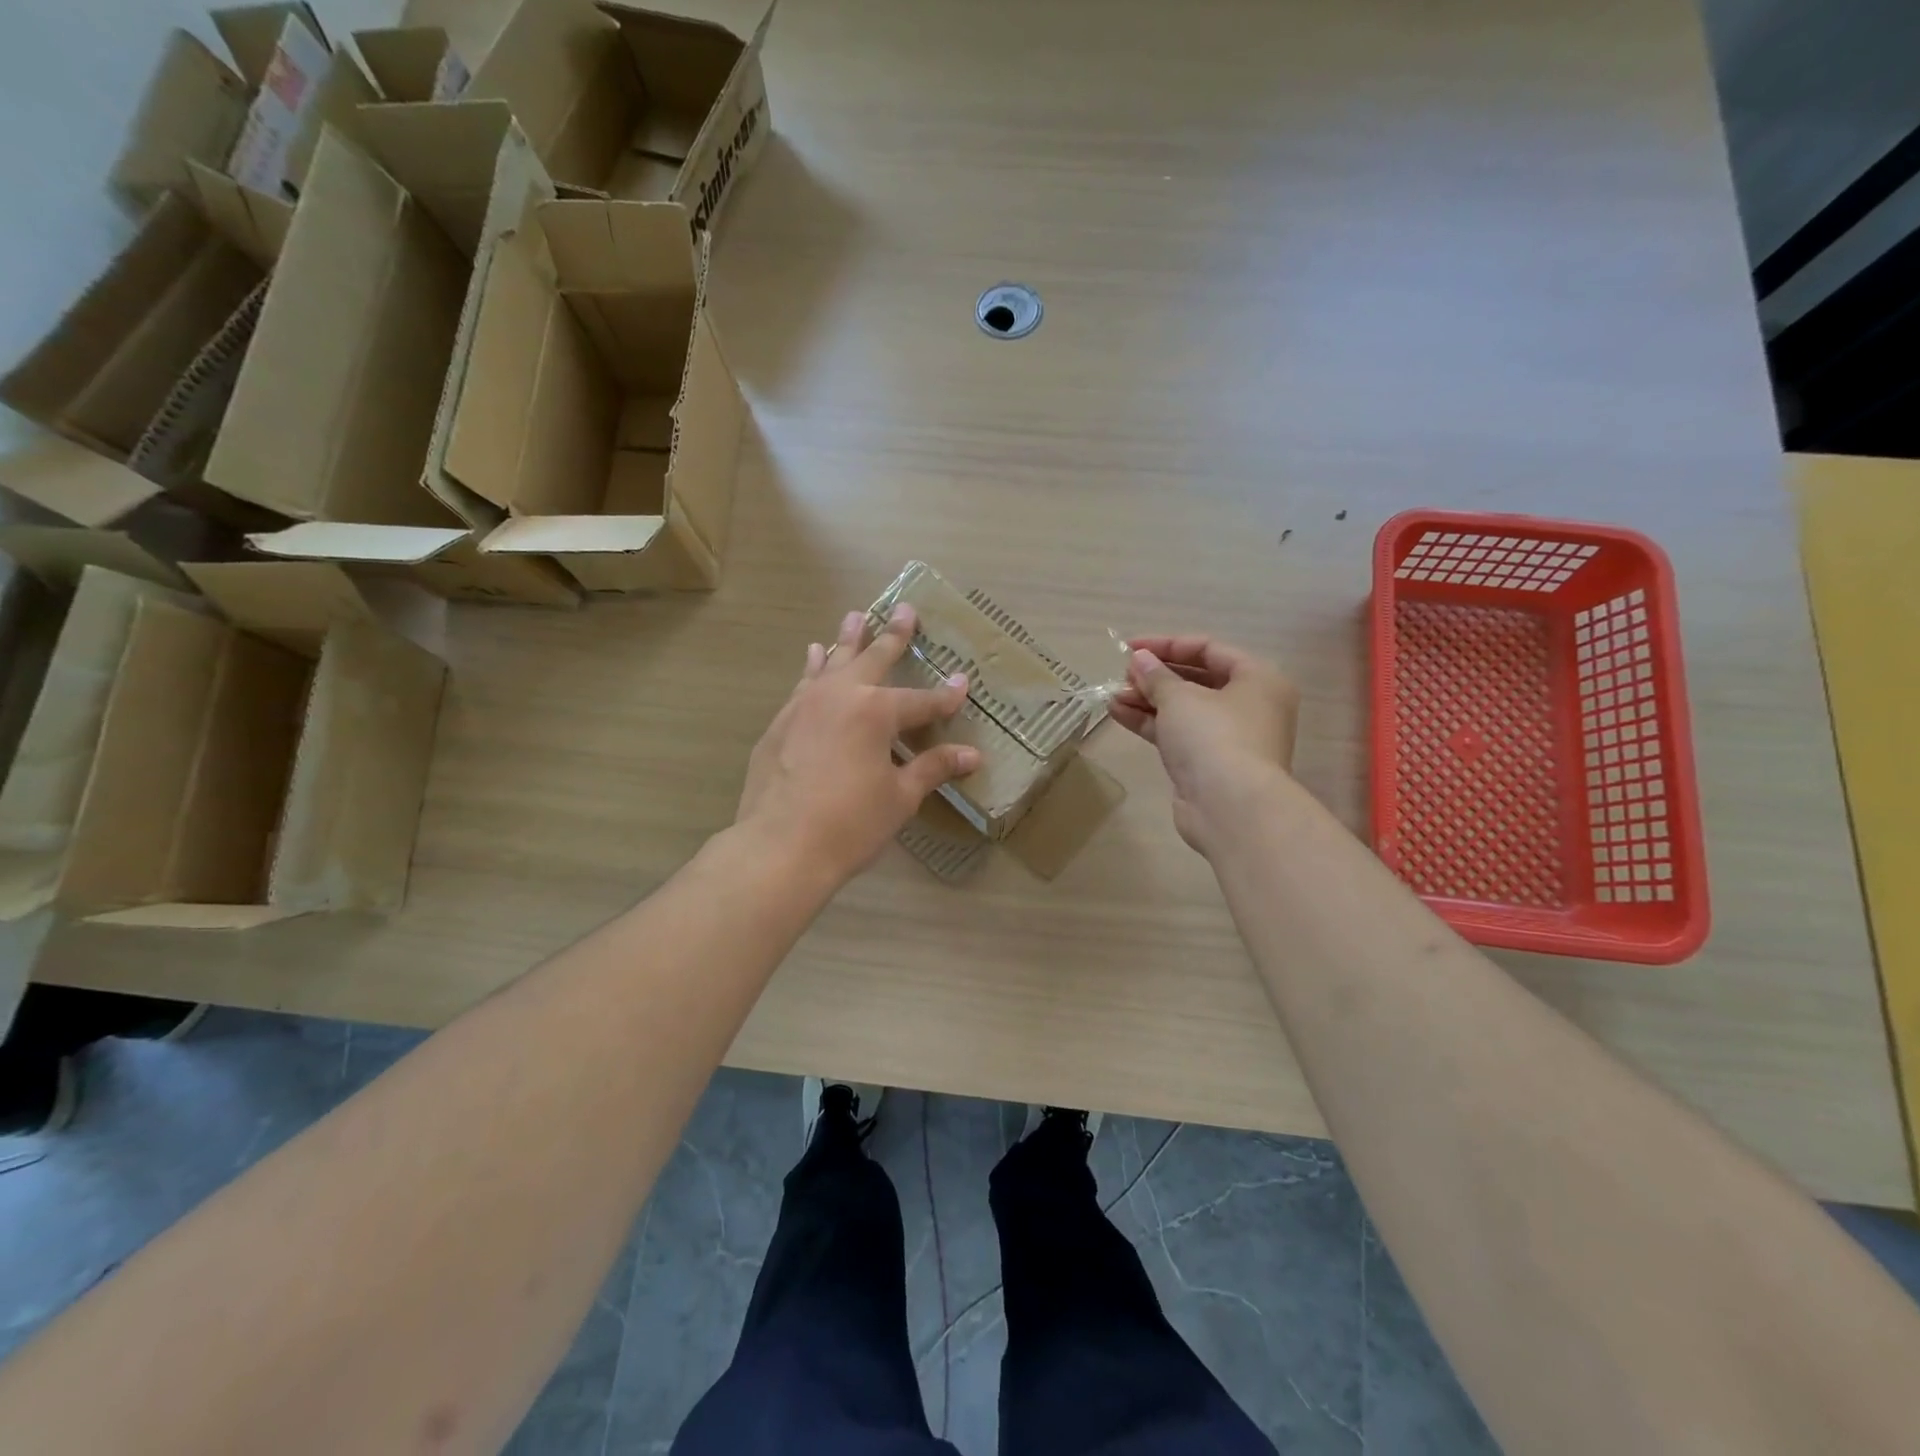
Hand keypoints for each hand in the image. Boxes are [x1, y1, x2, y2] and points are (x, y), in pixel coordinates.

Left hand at [737, 604, 980, 888]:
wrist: (779, 846)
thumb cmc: (850, 824)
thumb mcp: (899, 797)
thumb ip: (933, 768)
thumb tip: (972, 755)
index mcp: (876, 712)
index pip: (922, 701)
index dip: (946, 696)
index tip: (963, 682)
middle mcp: (840, 696)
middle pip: (874, 659)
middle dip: (893, 635)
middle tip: (904, 608)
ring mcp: (805, 704)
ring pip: (832, 662)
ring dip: (848, 640)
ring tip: (855, 616)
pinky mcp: (781, 722)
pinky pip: (804, 683)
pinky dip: (814, 667)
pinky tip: (815, 656)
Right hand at [1111, 635, 1299, 854]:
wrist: (1230, 808)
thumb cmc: (1214, 737)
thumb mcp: (1180, 697)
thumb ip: (1156, 676)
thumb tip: (1139, 659)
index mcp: (1258, 679)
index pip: (1209, 649)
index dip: (1168, 645)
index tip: (1130, 647)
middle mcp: (1249, 706)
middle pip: (1197, 680)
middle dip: (1156, 676)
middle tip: (1122, 673)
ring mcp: (1229, 738)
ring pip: (1184, 710)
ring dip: (1147, 700)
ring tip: (1112, 694)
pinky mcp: (1208, 765)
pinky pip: (1177, 735)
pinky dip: (1150, 723)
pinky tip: (1117, 713)